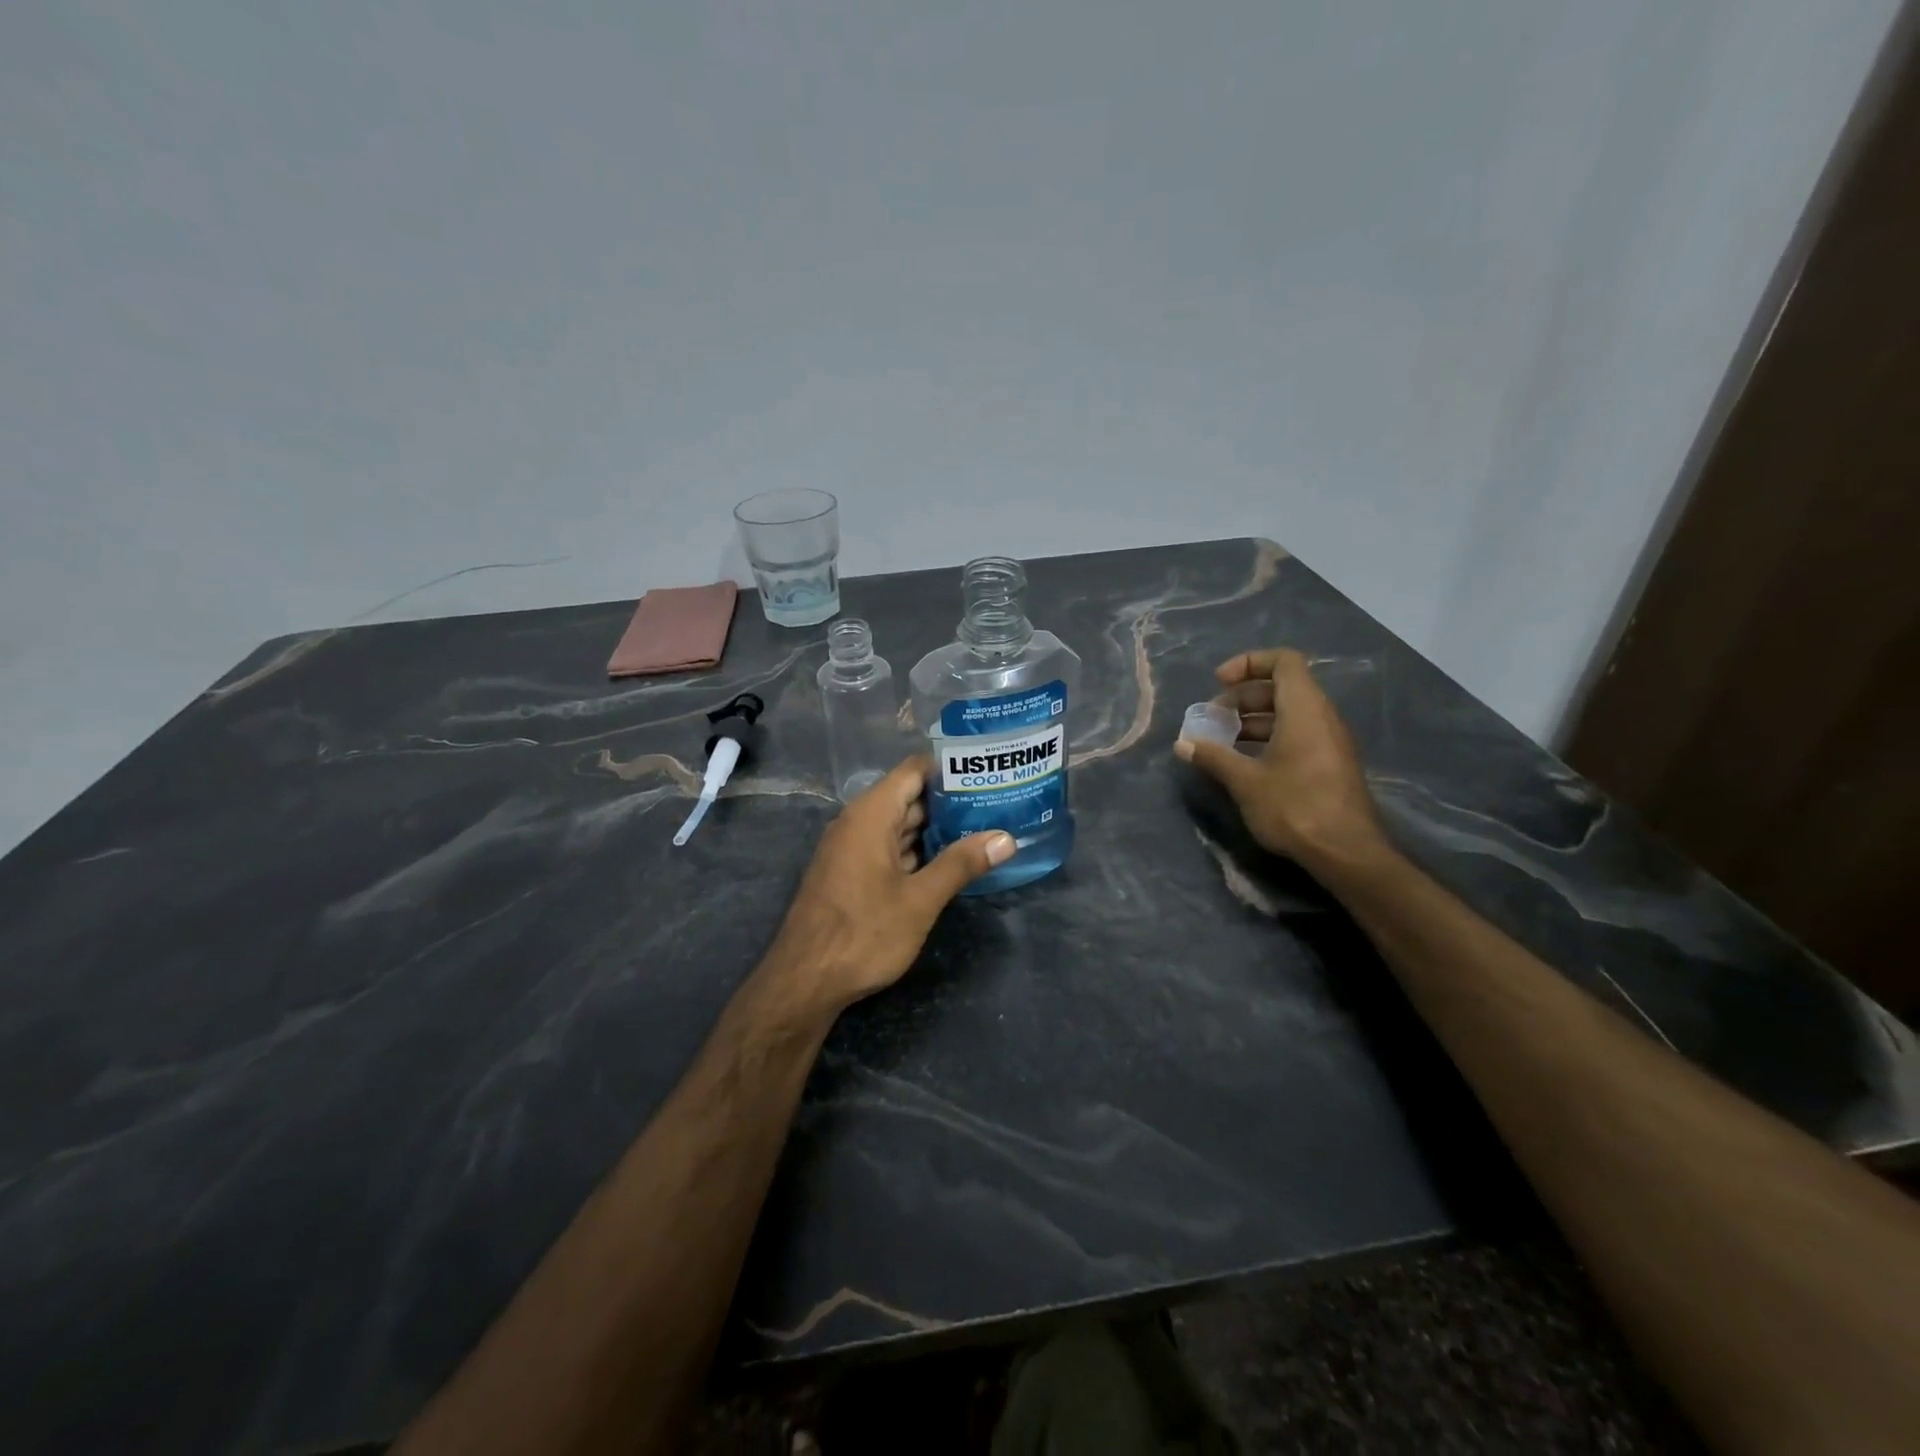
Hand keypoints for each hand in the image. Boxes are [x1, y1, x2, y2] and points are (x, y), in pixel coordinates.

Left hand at [764, 758, 1013, 1013]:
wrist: (804, 980)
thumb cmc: (863, 933)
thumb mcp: (920, 900)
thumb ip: (961, 864)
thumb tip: (1005, 838)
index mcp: (871, 815)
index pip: (914, 770)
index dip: (949, 767)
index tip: (987, 770)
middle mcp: (858, 822)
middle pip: (908, 796)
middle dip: (950, 800)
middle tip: (996, 801)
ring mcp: (852, 848)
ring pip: (899, 825)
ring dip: (936, 828)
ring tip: (983, 826)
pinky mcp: (851, 872)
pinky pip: (888, 847)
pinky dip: (918, 849)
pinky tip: (949, 860)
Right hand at [1174, 648, 1387, 870]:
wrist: (1346, 853)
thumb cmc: (1295, 807)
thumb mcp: (1245, 781)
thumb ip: (1213, 757)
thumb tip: (1182, 744)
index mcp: (1304, 709)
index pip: (1283, 661)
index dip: (1249, 663)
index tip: (1218, 682)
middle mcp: (1321, 717)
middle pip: (1281, 687)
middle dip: (1242, 697)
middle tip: (1212, 719)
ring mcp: (1329, 741)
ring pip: (1288, 714)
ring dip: (1252, 720)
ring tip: (1221, 742)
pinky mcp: (1329, 764)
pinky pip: (1296, 735)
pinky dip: (1268, 738)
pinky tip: (1244, 763)